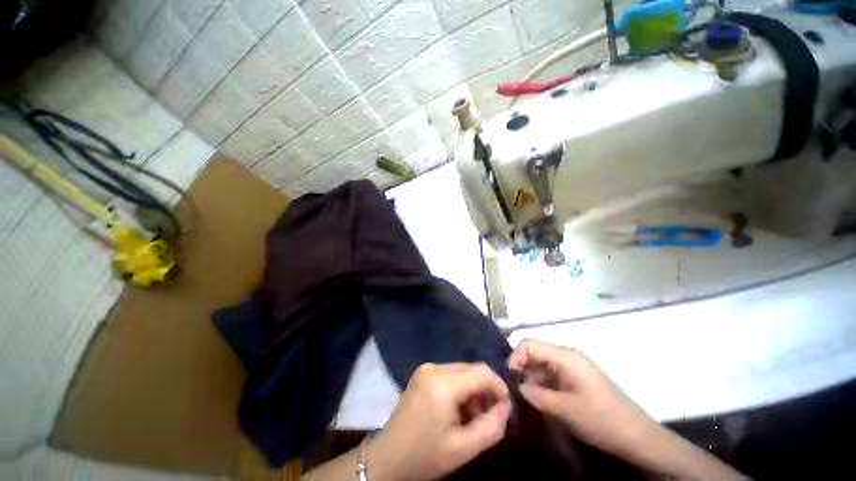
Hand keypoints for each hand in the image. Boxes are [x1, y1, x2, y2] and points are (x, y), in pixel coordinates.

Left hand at [366, 363, 510, 480]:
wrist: (388, 457)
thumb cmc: (425, 456)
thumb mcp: (463, 449)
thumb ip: (491, 427)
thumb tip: (506, 407)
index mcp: (443, 383)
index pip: (482, 371)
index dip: (499, 386)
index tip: (506, 407)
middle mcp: (434, 367)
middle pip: (472, 369)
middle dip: (486, 390)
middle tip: (490, 416)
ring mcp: (427, 368)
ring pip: (462, 371)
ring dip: (473, 390)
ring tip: (473, 417)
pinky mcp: (423, 373)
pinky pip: (451, 373)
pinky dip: (461, 388)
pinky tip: (459, 409)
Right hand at [508, 339, 656, 459]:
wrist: (638, 436)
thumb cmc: (601, 419)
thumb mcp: (565, 409)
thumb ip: (537, 395)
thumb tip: (519, 387)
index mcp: (565, 356)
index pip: (530, 344)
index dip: (516, 357)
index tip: (510, 378)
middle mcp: (567, 356)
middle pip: (535, 352)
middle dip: (522, 368)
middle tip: (515, 390)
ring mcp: (573, 367)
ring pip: (542, 364)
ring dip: (532, 378)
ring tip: (526, 398)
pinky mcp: (576, 378)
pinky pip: (552, 374)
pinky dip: (542, 384)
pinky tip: (541, 400)